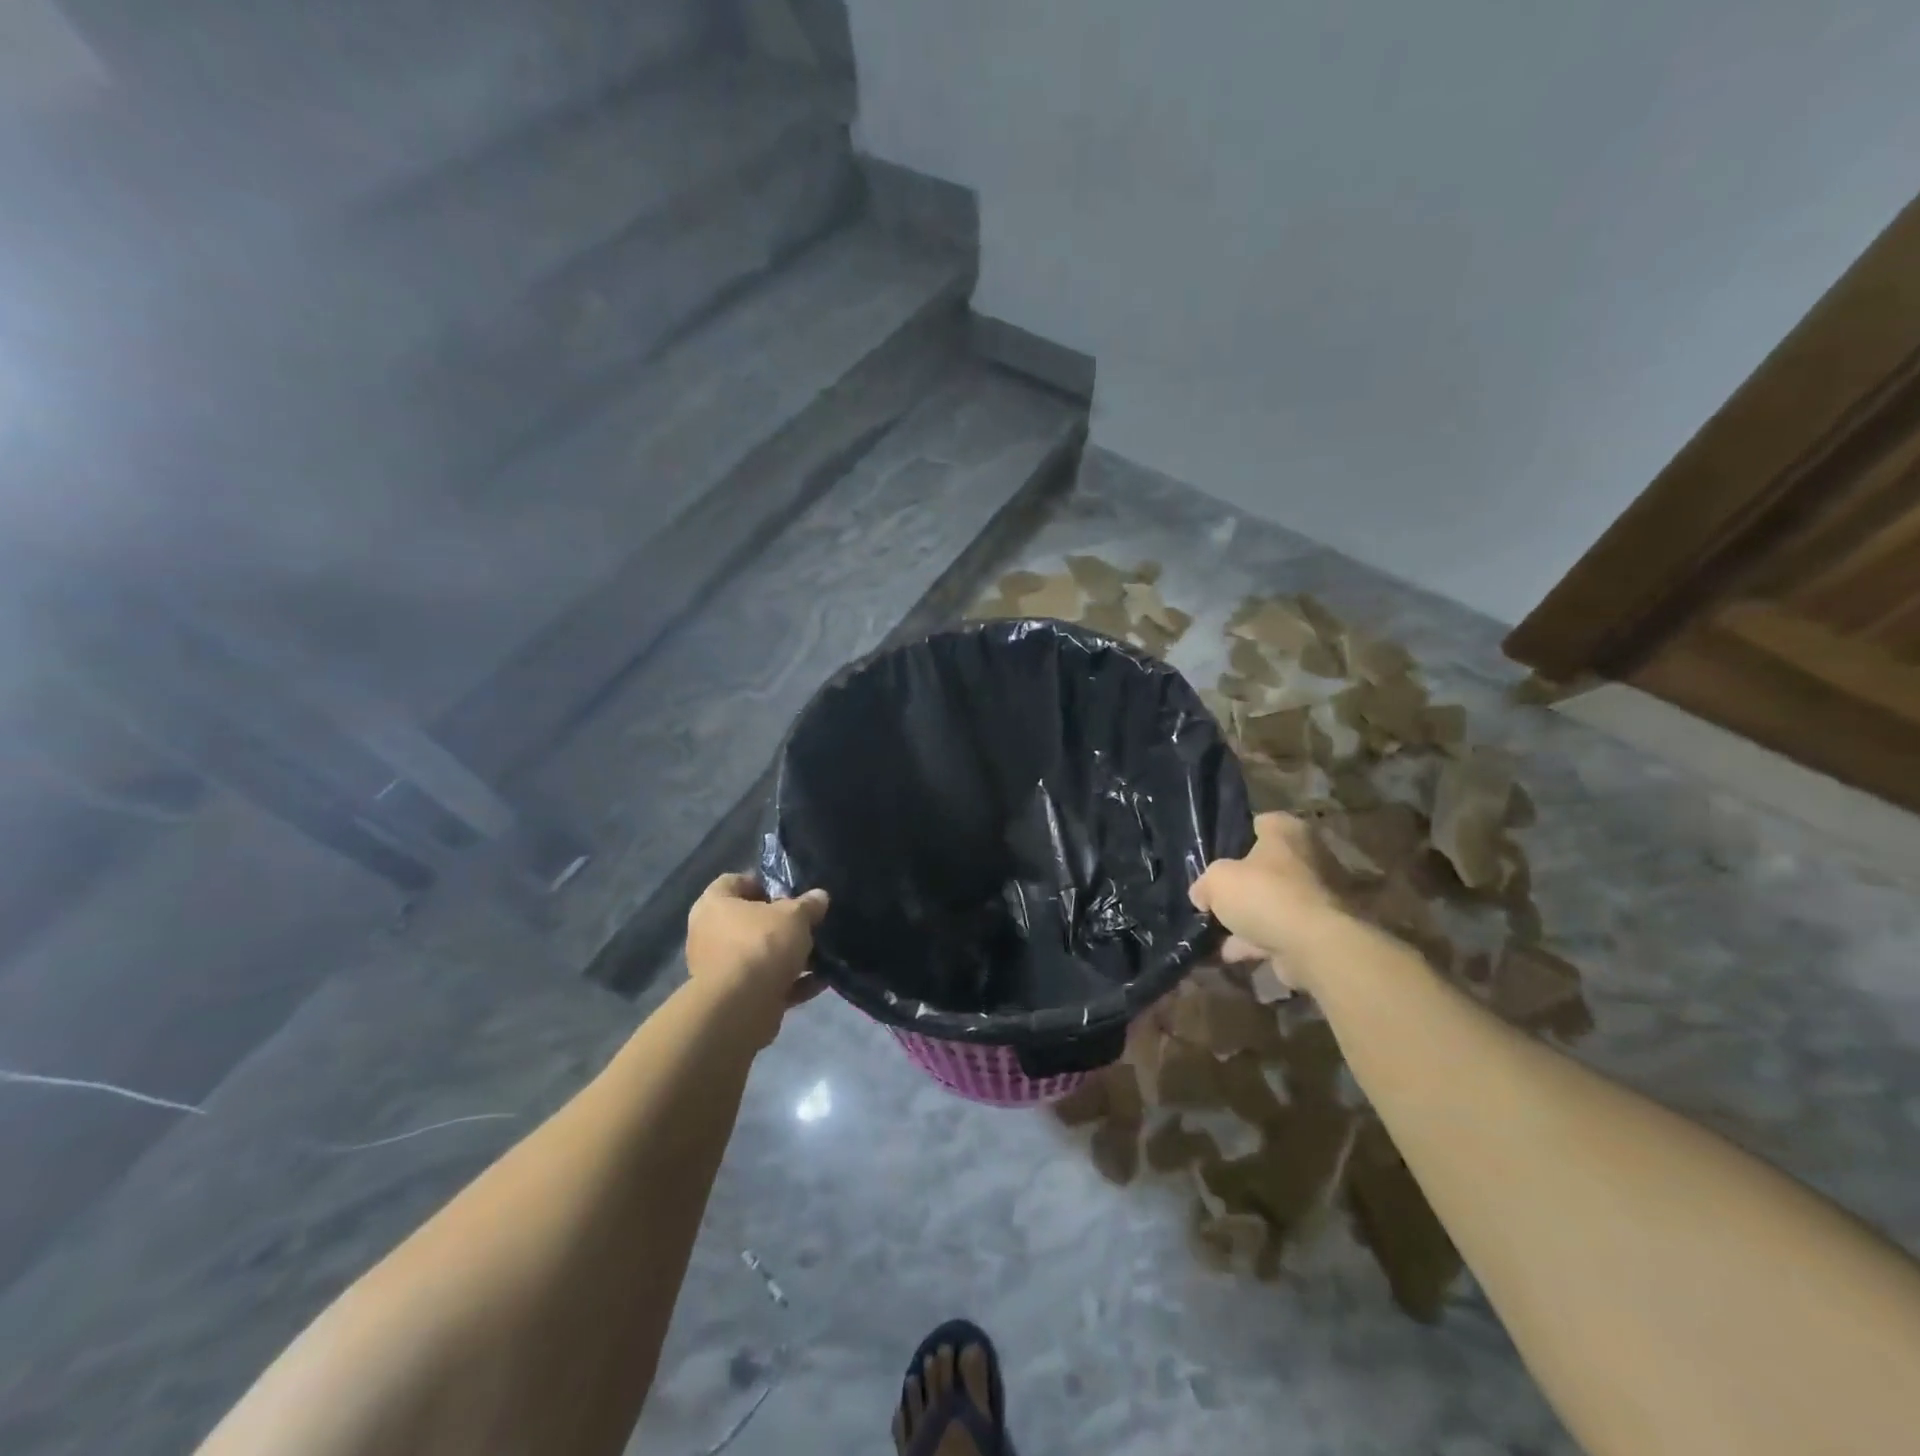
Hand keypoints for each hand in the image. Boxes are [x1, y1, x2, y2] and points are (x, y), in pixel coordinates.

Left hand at [686, 874, 829, 1043]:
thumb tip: (819, 896)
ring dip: (786, 956)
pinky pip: (765, 984)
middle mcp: (709, 935)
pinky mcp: (733, 999)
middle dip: (778, 924)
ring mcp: (718, 969)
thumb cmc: (761, 944)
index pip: (733, 882)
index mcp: (713, 905)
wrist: (741, 1008)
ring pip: (757, 955)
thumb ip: (808, 905)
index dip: (761, 883)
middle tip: (805, 923)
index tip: (789, 891)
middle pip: (747, 921)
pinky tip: (819, 982)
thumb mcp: (794, 916)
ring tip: (819, 954)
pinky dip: (789, 983)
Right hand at [1190, 813, 1342, 993]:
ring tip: (1217, 932)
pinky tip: (1232, 953)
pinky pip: (1281, 929)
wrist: (1315, 946)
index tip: (1216, 855)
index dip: (1235, 837)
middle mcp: (1309, 856)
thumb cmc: (1265, 895)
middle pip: (1266, 865)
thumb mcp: (1216, 881)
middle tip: (1215, 896)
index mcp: (1287, 831)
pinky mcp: (1321, 928)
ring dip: (1249, 917)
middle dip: (1242, 883)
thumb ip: (1204, 884)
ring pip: (1273, 900)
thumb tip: (1202, 895)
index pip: (1259, 823)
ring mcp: (1318, 894)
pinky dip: (1259, 940)